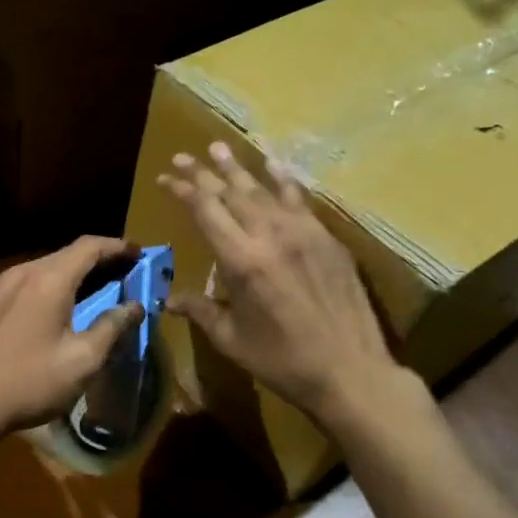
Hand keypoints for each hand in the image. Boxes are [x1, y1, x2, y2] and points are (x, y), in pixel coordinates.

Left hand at [0, 236, 142, 446]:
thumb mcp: (83, 360)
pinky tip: (62, 304)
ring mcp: (1, 288)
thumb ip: (112, 327)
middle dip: (99, 259)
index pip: (89, 247)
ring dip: (75, 272)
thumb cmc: (31, 382)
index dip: (117, 246)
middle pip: (67, 254)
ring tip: (100, 286)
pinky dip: (53, 285)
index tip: (140, 253)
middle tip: (126, 272)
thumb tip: (134, 306)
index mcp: (48, 280)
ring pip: (46, 268)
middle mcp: (23, 274)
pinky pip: (29, 283)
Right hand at [157, 142, 418, 427]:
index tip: (166, 177)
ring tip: (219, 147)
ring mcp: (303, 233)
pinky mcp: (327, 239)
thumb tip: (168, 299)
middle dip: (204, 173)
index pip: (206, 212)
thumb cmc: (282, 361)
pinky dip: (283, 180)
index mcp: (241, 262)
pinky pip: (300, 200)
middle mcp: (270, 236)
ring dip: (239, 168)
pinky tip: (273, 164)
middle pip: (231, 193)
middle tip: (185, 156)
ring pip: (264, 190)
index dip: (184, 191)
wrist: (350, 370)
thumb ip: (201, 311)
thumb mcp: (232, 339)